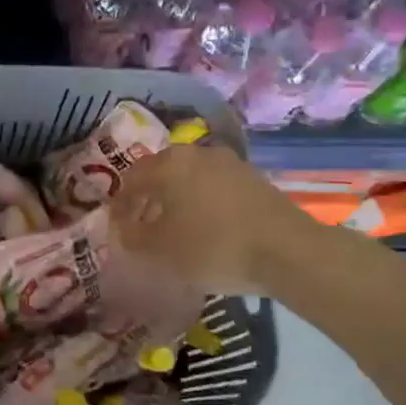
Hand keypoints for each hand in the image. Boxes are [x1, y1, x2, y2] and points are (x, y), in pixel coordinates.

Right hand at [111, 144, 316, 295]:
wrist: (288, 251)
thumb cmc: (212, 247)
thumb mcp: (160, 250)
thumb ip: (132, 237)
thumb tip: (123, 228)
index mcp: (168, 164)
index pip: (130, 180)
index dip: (119, 206)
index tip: (117, 230)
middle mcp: (196, 153)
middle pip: (161, 175)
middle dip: (148, 200)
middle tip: (143, 228)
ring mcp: (229, 163)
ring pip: (189, 180)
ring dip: (177, 202)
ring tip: (175, 231)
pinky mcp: (254, 179)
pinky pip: (215, 188)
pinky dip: (203, 205)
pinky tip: (207, 229)